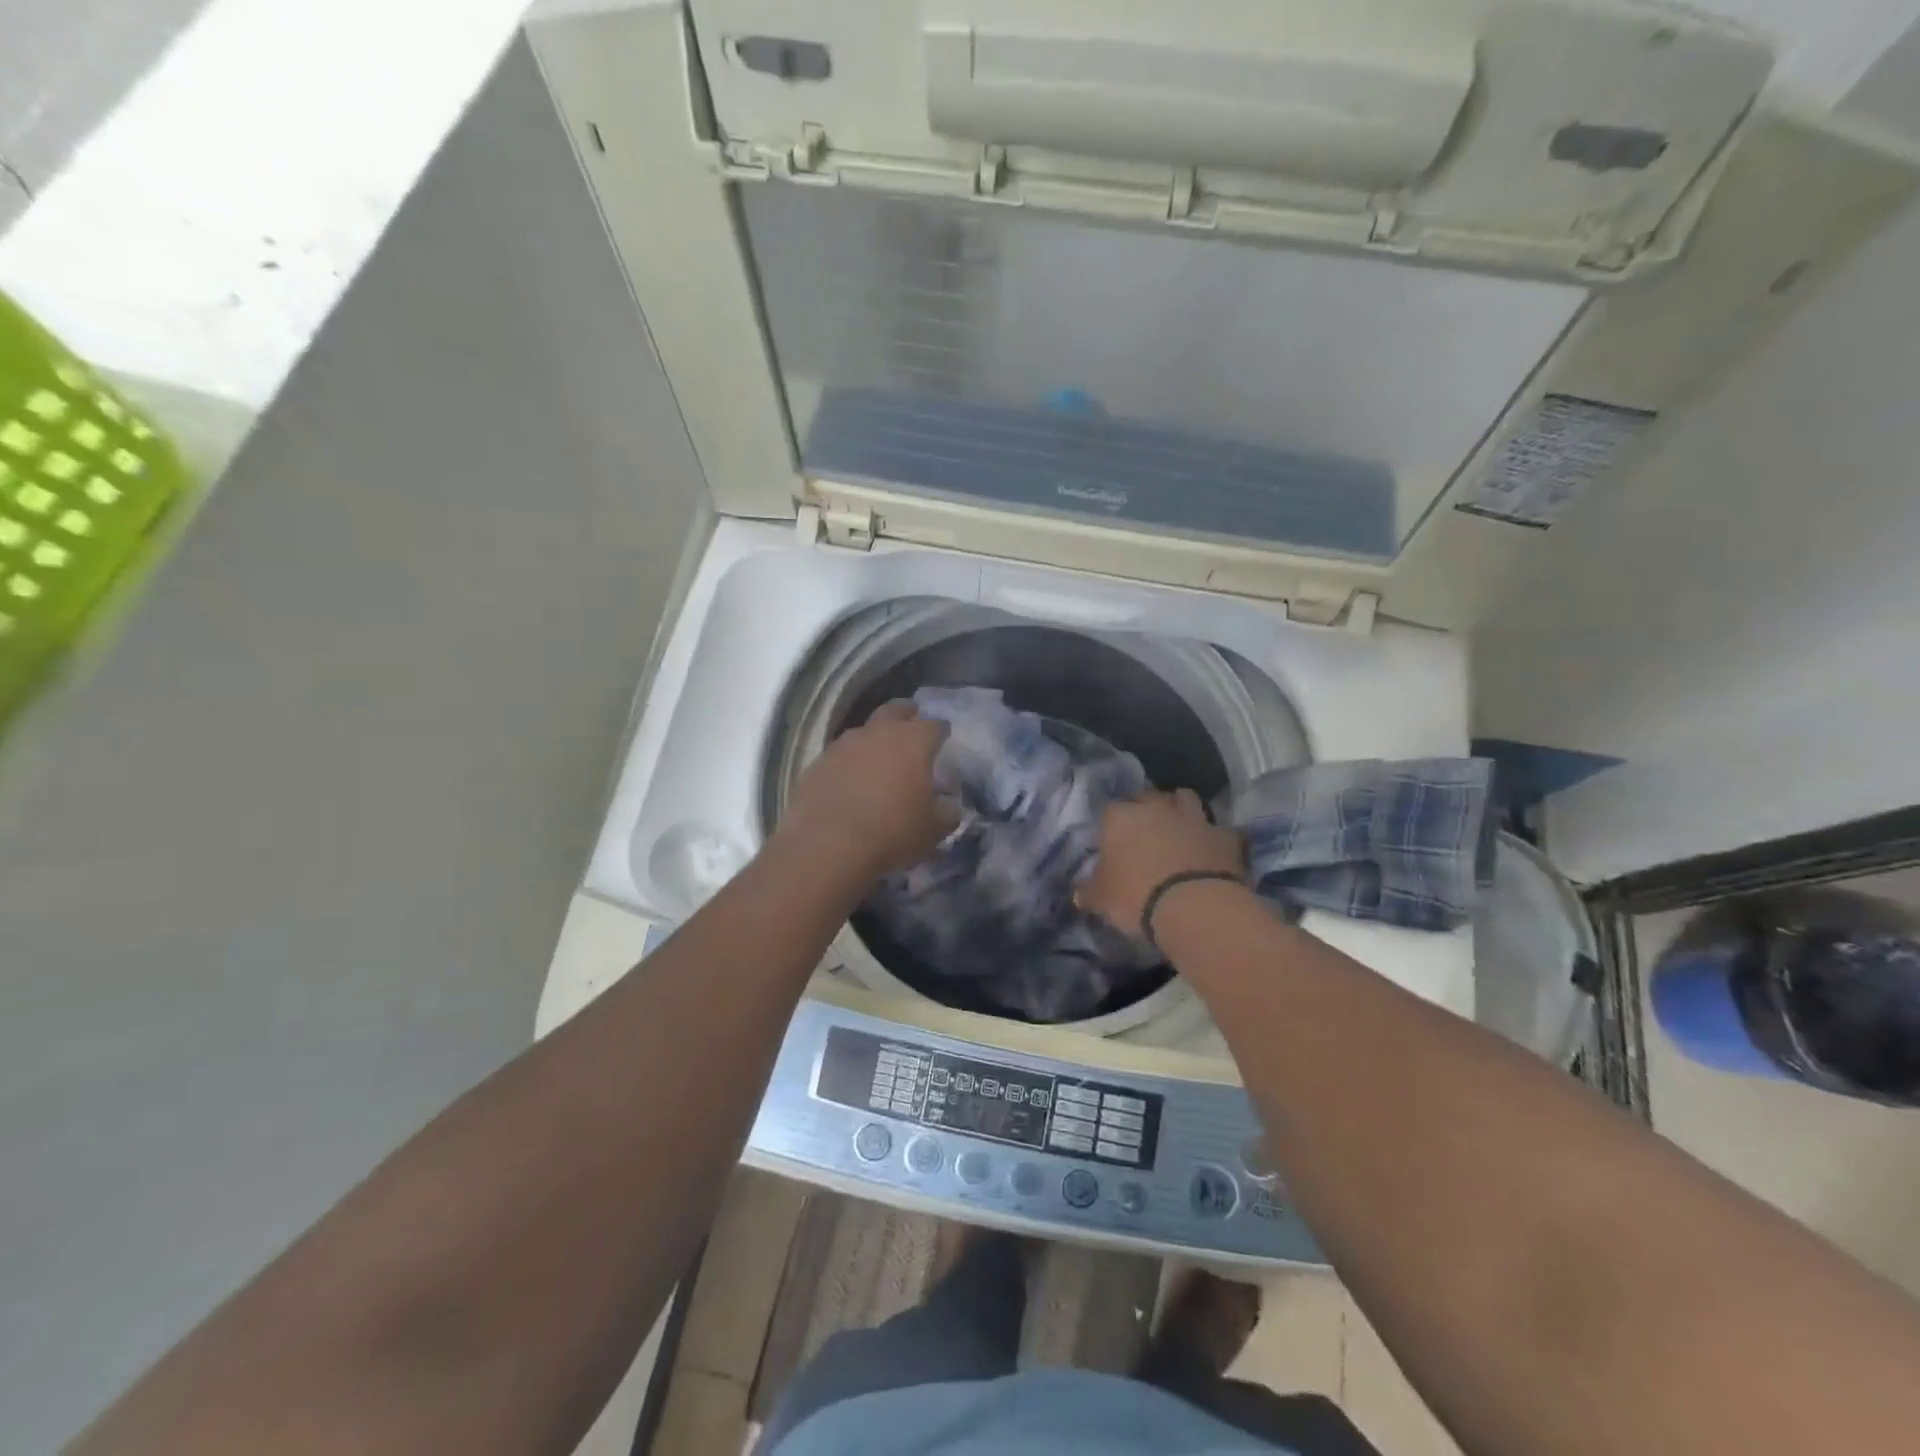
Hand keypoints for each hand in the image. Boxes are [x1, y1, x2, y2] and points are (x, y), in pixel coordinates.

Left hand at [777, 701, 960, 880]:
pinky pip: (839, 754)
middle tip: (912, 724)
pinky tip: (850, 778)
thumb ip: (948, 811)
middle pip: (895, 710)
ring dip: (874, 737)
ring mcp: (843, 745)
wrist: (828, 846)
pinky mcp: (818, 763)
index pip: (934, 725)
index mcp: (913, 742)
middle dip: (906, 714)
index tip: (944, 738)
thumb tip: (948, 803)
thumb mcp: (934, 829)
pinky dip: (849, 760)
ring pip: (864, 730)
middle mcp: (878, 733)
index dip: (941, 731)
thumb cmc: (892, 832)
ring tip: (879, 755)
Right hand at [1077, 789, 1244, 939]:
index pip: (1110, 809)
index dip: (1112, 825)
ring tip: (1178, 830)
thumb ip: (1089, 891)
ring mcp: (1194, 817)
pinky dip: (1213, 837)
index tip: (1113, 843)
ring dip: (1180, 810)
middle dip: (1146, 809)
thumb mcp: (1101, 900)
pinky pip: (1218, 830)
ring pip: (1185, 798)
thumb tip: (1080, 892)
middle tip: (1144, 834)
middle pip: (1148, 796)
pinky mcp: (1224, 835)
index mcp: (1121, 817)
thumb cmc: (1135, 897)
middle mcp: (1156, 807)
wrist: (1194, 907)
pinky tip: (1211, 851)